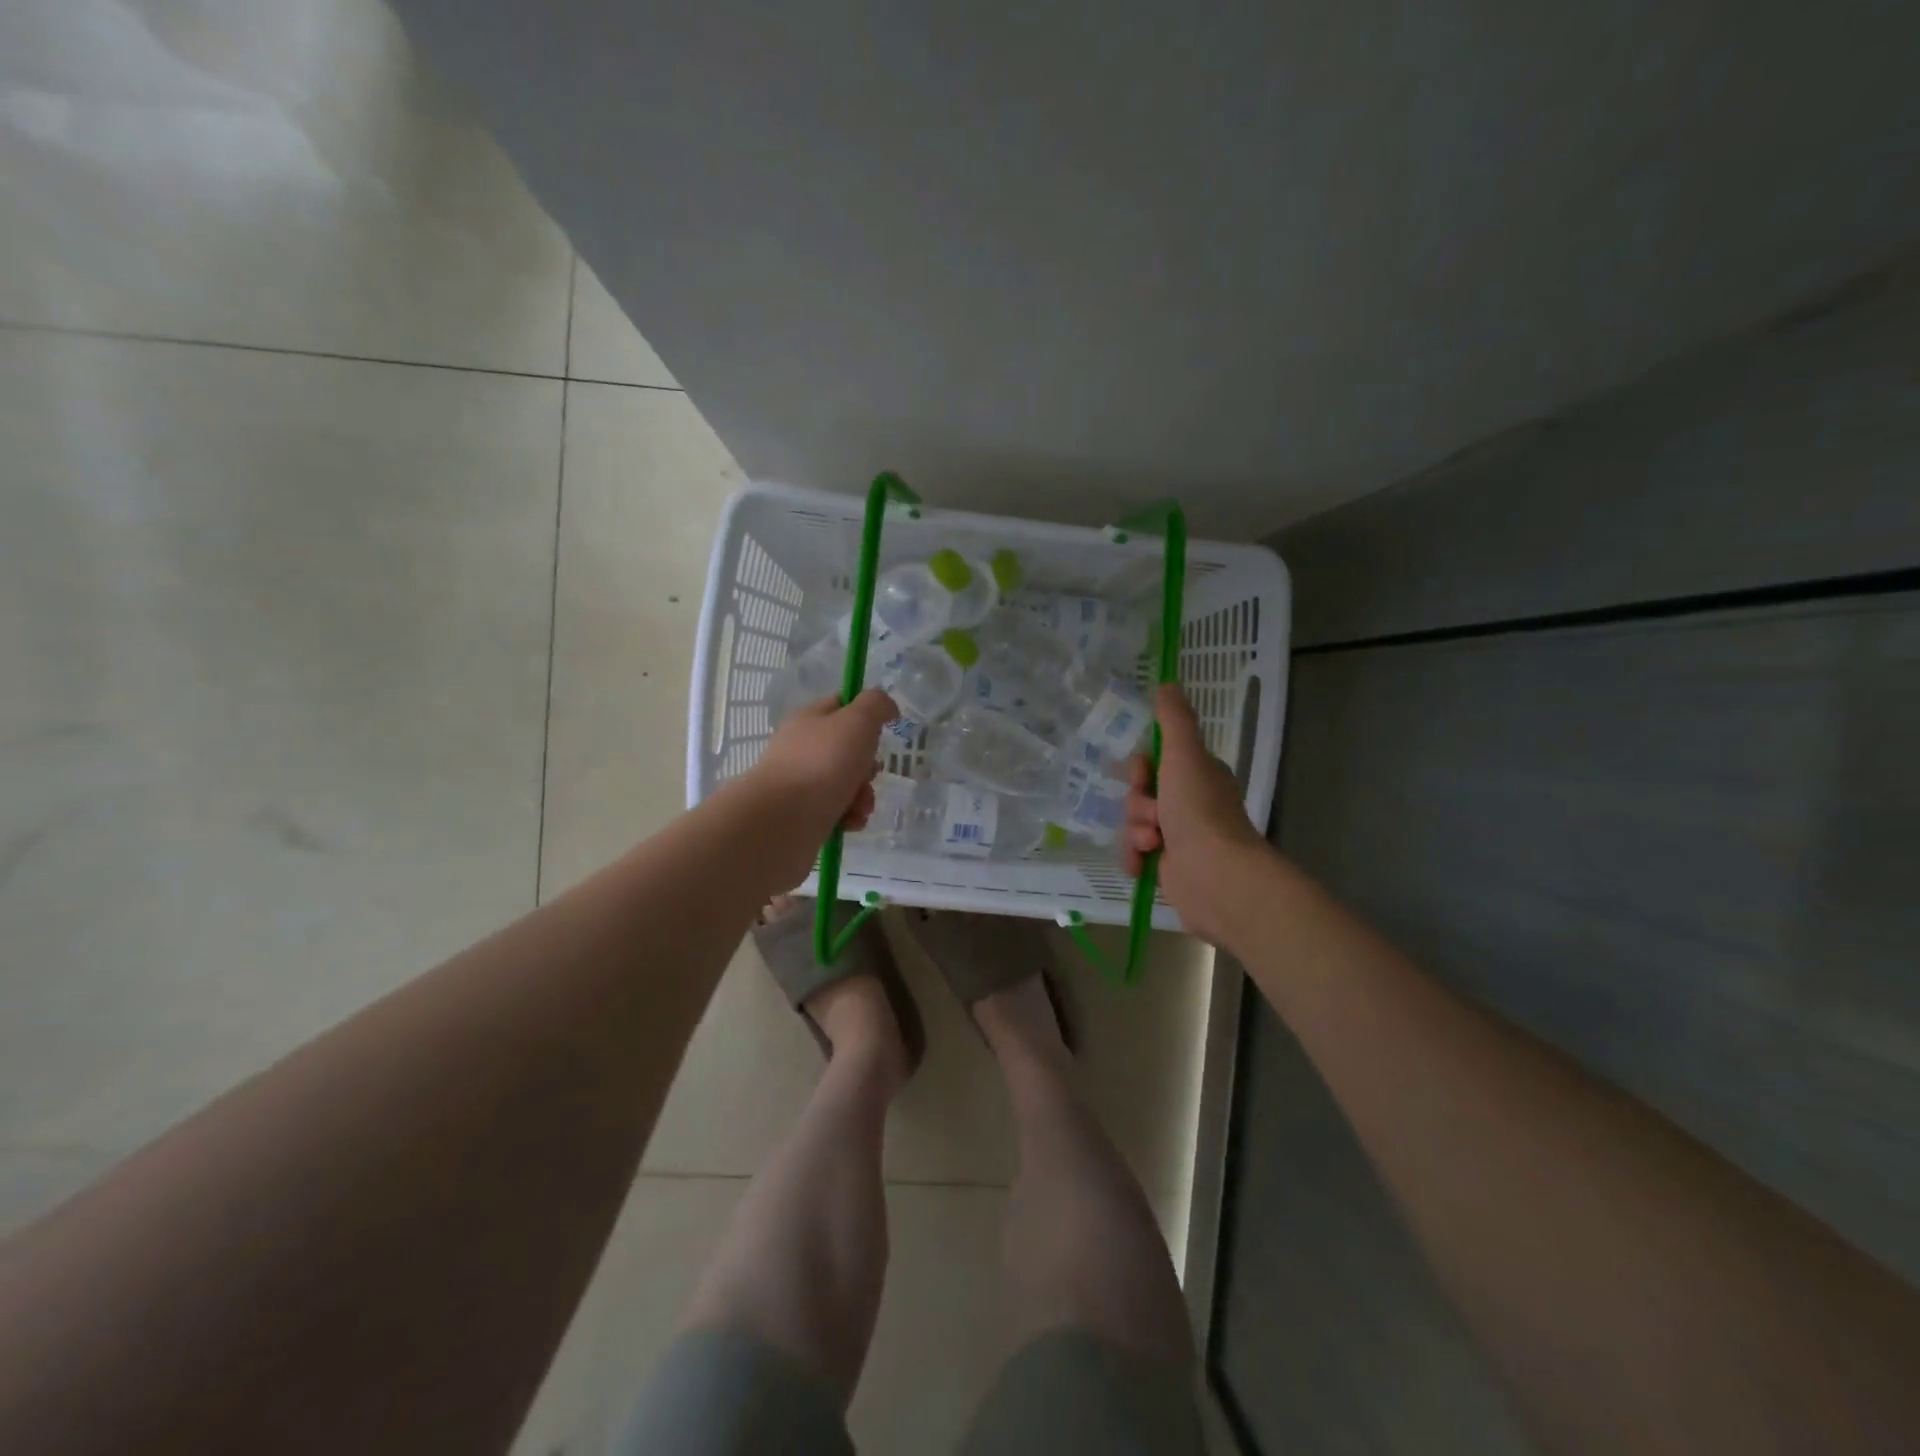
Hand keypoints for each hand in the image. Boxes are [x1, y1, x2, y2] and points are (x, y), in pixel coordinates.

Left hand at [746, 689, 896, 837]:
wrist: (782, 819)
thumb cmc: (822, 763)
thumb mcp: (857, 721)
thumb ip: (876, 705)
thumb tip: (888, 708)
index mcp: (810, 719)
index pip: (841, 706)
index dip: (866, 716)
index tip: (880, 731)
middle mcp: (803, 748)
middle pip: (849, 750)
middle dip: (868, 766)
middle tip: (868, 774)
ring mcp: (802, 782)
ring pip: (847, 783)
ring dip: (863, 795)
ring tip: (860, 807)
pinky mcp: (804, 814)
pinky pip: (838, 810)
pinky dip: (850, 816)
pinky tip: (850, 822)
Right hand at [1122, 684, 1269, 944]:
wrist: (1215, 876)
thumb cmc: (1199, 810)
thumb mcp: (1184, 755)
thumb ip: (1174, 720)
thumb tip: (1168, 683)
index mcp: (1197, 777)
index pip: (1154, 763)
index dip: (1140, 769)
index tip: (1143, 776)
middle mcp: (1190, 804)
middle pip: (1140, 794)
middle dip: (1137, 804)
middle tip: (1152, 814)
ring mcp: (1179, 838)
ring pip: (1134, 824)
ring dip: (1135, 832)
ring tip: (1152, 844)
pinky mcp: (1168, 868)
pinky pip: (1135, 854)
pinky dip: (1134, 858)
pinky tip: (1141, 863)